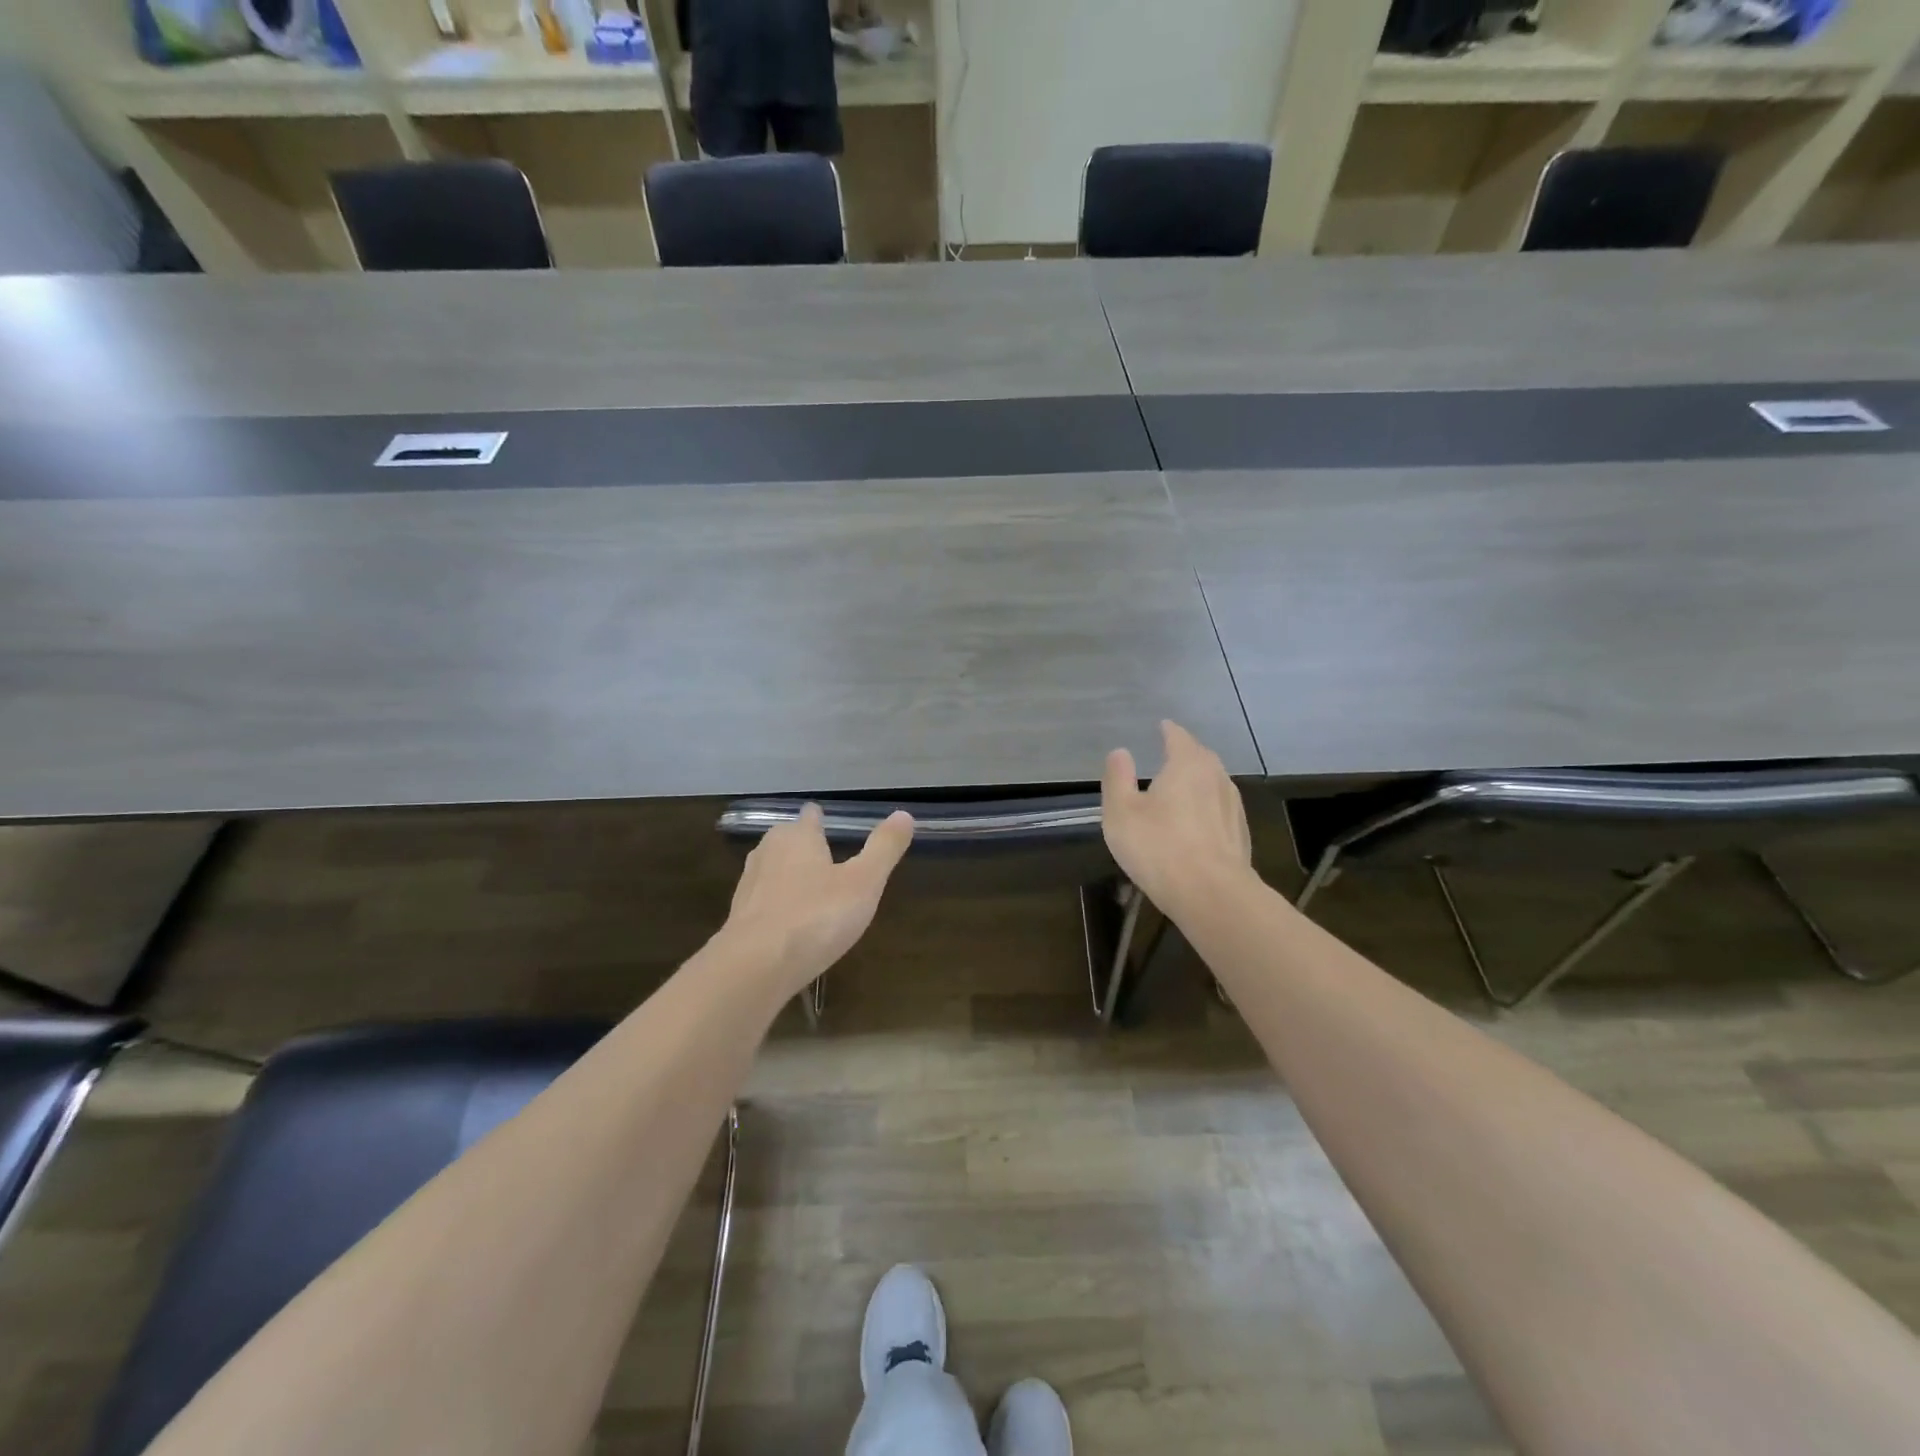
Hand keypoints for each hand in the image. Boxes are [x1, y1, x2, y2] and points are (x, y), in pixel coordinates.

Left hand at [723, 804, 913, 990]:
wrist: (755, 967)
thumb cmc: (816, 916)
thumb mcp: (864, 882)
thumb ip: (884, 848)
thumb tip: (904, 814)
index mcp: (798, 836)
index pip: (811, 816)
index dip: (822, 819)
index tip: (831, 826)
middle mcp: (769, 851)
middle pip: (788, 840)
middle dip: (805, 848)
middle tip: (828, 863)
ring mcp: (749, 884)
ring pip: (773, 870)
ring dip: (790, 877)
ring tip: (812, 893)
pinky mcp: (738, 917)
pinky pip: (764, 902)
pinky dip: (778, 906)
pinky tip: (791, 925)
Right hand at [1102, 720, 1252, 918]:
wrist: (1212, 894)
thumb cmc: (1159, 847)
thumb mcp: (1121, 811)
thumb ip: (1118, 778)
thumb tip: (1120, 752)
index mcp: (1187, 764)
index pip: (1178, 737)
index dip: (1168, 730)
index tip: (1162, 726)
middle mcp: (1216, 777)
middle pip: (1201, 757)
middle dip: (1186, 753)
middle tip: (1170, 754)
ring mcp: (1233, 806)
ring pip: (1213, 783)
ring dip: (1198, 781)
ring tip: (1183, 786)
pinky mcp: (1240, 835)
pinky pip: (1220, 809)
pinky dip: (1207, 807)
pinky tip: (1198, 821)